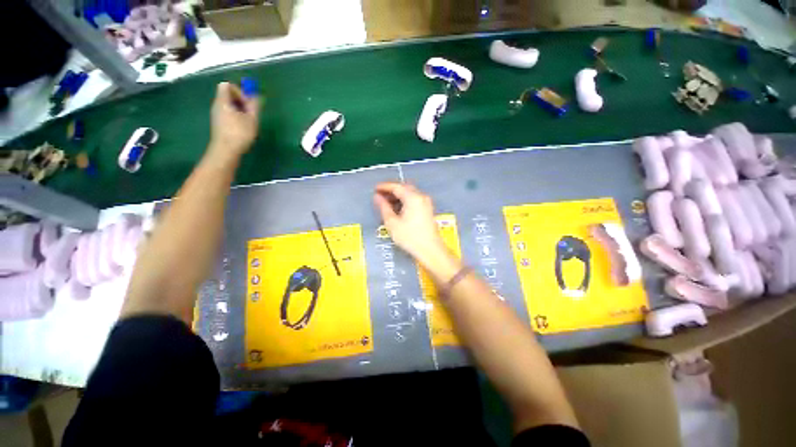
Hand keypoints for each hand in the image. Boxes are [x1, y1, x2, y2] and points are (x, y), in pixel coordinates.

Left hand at [208, 82, 260, 161]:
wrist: (226, 151)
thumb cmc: (239, 133)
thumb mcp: (252, 118)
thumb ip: (254, 105)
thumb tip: (256, 96)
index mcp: (223, 101)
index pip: (228, 85)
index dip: (239, 91)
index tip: (248, 103)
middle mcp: (217, 105)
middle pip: (228, 95)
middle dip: (241, 101)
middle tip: (251, 113)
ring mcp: (216, 115)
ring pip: (229, 106)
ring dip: (240, 110)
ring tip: (249, 121)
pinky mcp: (218, 124)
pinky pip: (227, 114)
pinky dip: (236, 117)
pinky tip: (243, 128)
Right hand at [373, 182, 449, 265]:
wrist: (430, 250)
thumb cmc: (410, 237)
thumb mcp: (392, 223)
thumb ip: (383, 207)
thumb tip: (377, 197)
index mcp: (413, 197)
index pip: (396, 186)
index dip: (384, 186)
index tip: (375, 189)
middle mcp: (421, 196)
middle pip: (404, 188)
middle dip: (391, 190)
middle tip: (380, 196)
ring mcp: (426, 203)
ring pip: (410, 193)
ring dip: (398, 196)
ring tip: (386, 203)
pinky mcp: (428, 210)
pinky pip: (414, 200)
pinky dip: (405, 201)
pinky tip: (398, 209)